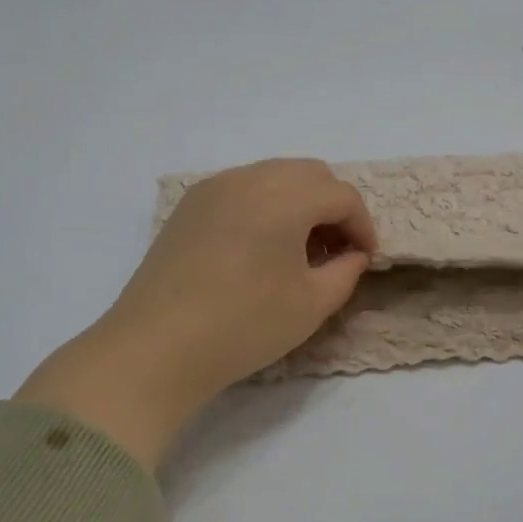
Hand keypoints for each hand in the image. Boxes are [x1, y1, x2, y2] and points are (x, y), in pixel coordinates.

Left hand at [16, 159, 376, 468]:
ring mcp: (214, 188)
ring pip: (274, 176)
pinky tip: (260, 246)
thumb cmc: (244, 326)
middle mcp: (249, 178)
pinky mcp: (189, 205)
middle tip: (336, 250)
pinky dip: (265, 204)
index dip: (362, 226)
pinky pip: (242, 188)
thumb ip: (346, 271)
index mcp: (285, 198)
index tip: (365, 259)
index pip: (341, 195)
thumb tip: (353, 254)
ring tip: (299, 248)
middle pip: (310, 174)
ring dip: (299, 202)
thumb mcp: (312, 304)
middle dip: (333, 206)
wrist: (157, 347)